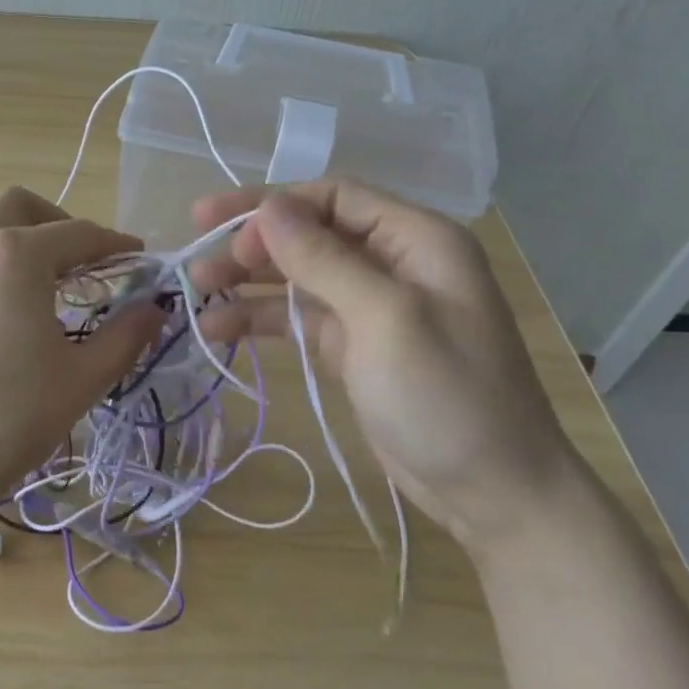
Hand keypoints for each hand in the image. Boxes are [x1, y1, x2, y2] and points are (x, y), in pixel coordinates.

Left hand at [0, 186, 164, 528]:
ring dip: (20, 235)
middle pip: (20, 206)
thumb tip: (155, 309)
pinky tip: (9, 306)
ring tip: (49, 280)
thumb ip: (126, 336)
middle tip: (87, 261)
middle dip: (59, 222)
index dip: (116, 245)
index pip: (80, 234)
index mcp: (17, 254)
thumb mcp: (82, 379)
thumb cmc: (7, 418)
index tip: (141, 259)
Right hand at [190, 181, 579, 549]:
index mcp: (416, 239)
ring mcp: (371, 307)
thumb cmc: (447, 396)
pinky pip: (299, 318)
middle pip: (310, 234)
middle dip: (252, 245)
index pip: (333, 197)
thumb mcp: (384, 318)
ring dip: (248, 282)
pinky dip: (261, 320)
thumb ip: (323, 259)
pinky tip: (220, 329)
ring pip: (299, 277)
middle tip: (197, 262)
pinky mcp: (354, 347)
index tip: (219, 227)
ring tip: (196, 293)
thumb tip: (268, 208)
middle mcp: (393, 263)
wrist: (492, 491)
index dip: (272, 205)